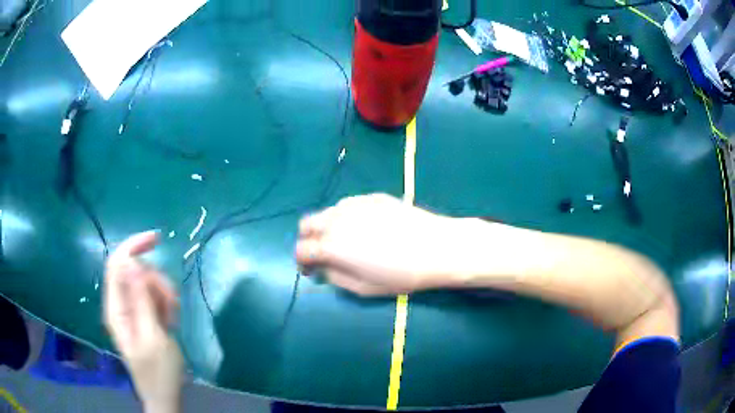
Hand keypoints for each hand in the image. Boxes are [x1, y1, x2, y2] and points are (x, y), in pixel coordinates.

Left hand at [104, 231, 182, 412]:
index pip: (116, 264)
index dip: (132, 246)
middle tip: (172, 303)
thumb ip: (141, 299)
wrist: (164, 394)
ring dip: (163, 293)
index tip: (157, 239)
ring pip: (146, 282)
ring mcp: (132, 310)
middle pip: (135, 271)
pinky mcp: (143, 315)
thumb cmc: (158, 371)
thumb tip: (132, 262)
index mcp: (116, 308)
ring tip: (172, 317)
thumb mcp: (152, 336)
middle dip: (155, 279)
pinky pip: (152, 296)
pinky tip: (171, 320)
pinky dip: (165, 302)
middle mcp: (120, 304)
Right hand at [295, 194, 463, 295]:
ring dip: (327, 227)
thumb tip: (323, 270)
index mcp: (332, 245)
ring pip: (327, 212)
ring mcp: (355, 204)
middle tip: (323, 254)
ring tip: (346, 240)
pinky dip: (346, 217)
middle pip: (306, 224)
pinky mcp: (372, 197)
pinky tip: (366, 227)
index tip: (312, 270)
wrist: (436, 247)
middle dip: (308, 240)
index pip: (301, 250)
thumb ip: (335, 278)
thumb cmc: (401, 275)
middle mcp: (337, 219)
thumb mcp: (364, 288)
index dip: (302, 262)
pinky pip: (348, 205)